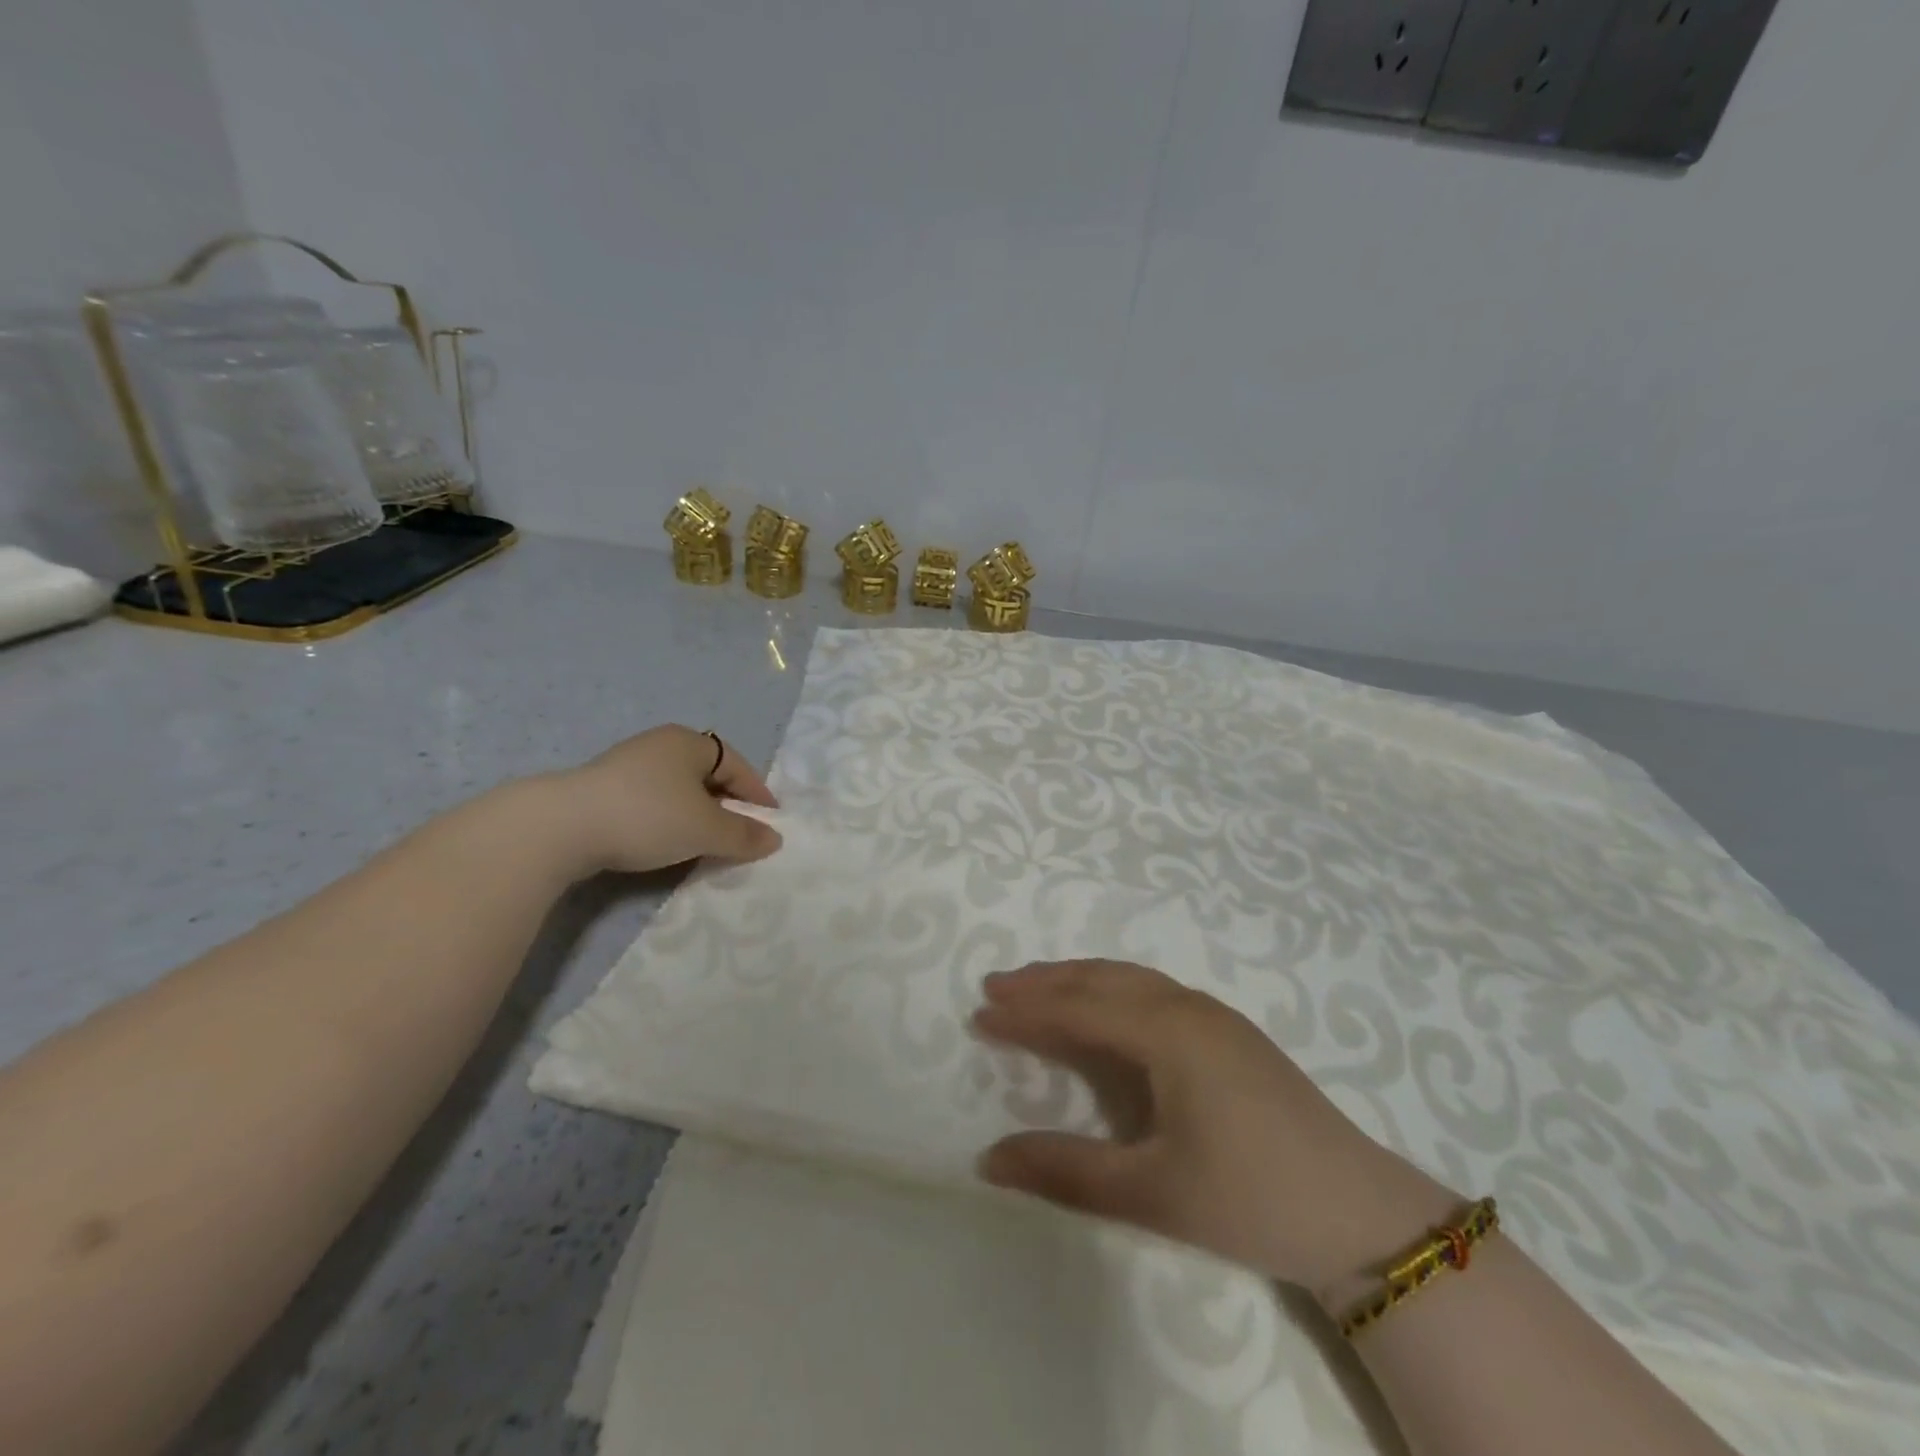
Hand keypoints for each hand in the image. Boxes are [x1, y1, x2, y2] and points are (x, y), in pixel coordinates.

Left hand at [551, 725, 782, 874]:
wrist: (561, 827)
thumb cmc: (648, 816)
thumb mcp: (706, 830)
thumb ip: (744, 835)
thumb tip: (774, 839)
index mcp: (689, 742)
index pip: (737, 765)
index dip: (757, 794)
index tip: (770, 823)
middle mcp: (660, 745)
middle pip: (707, 775)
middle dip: (727, 805)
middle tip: (739, 834)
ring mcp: (628, 765)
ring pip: (678, 790)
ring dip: (697, 814)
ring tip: (705, 842)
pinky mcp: (602, 789)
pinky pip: (652, 801)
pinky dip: (668, 819)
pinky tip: (665, 842)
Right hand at [972, 960, 1459, 1296]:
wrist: (1363, 1214)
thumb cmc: (1252, 1199)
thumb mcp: (1152, 1194)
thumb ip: (1067, 1171)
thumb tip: (988, 1158)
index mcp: (1168, 1032)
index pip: (1079, 1009)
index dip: (1027, 1011)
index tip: (979, 1013)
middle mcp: (1188, 1007)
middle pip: (1102, 979)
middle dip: (1046, 981)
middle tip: (995, 986)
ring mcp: (1215, 1016)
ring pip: (1131, 978)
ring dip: (1079, 979)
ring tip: (1037, 988)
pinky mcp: (1231, 1032)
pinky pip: (1154, 990)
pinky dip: (1112, 989)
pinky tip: (1106, 1009)